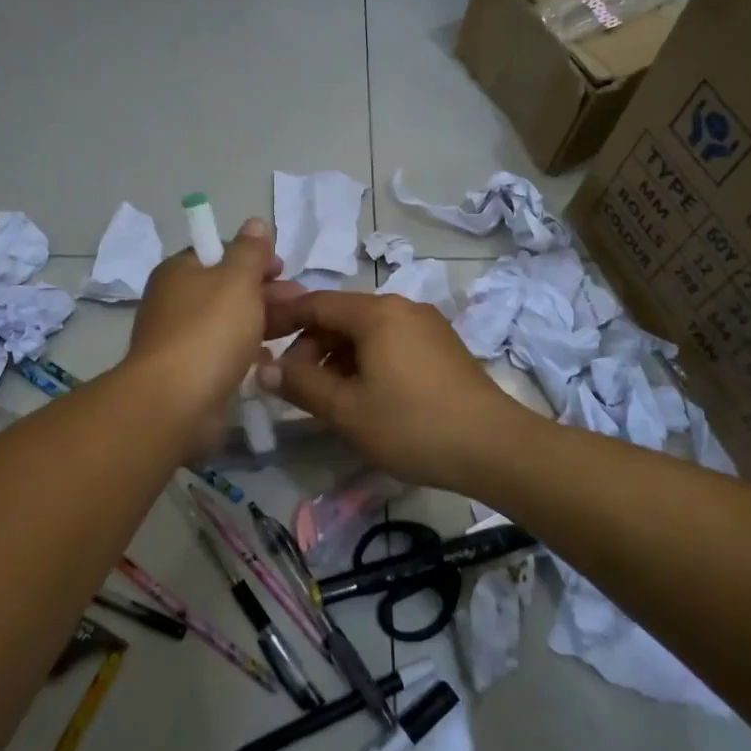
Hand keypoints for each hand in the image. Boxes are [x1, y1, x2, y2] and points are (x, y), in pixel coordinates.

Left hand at [124, 218, 279, 453]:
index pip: (218, 252)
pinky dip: (246, 353)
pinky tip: (269, 360)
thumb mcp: (237, 279)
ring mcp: (179, 339)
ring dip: (260, 322)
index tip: (283, 268)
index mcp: (179, 271)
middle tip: (298, 300)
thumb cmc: (209, 330)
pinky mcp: (189, 373)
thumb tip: (254, 222)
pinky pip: (223, 354)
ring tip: (294, 329)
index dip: (252, 257)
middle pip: (225, 288)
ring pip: (227, 322)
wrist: (175, 402)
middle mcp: (174, 301)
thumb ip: (250, 251)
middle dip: (264, 291)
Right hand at [258, 289, 536, 492]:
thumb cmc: (413, 425)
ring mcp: (426, 324)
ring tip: (326, 395)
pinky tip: (363, 394)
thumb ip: (302, 385)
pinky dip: (366, 360)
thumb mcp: (347, 411)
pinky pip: (390, 342)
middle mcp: (402, 306)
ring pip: (367, 331)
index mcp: (376, 313)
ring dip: (338, 356)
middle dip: (311, 345)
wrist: (494, 447)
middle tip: (293, 382)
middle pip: (342, 316)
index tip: (256, 338)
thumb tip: (265, 368)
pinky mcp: (441, 345)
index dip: (282, 318)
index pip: (316, 303)